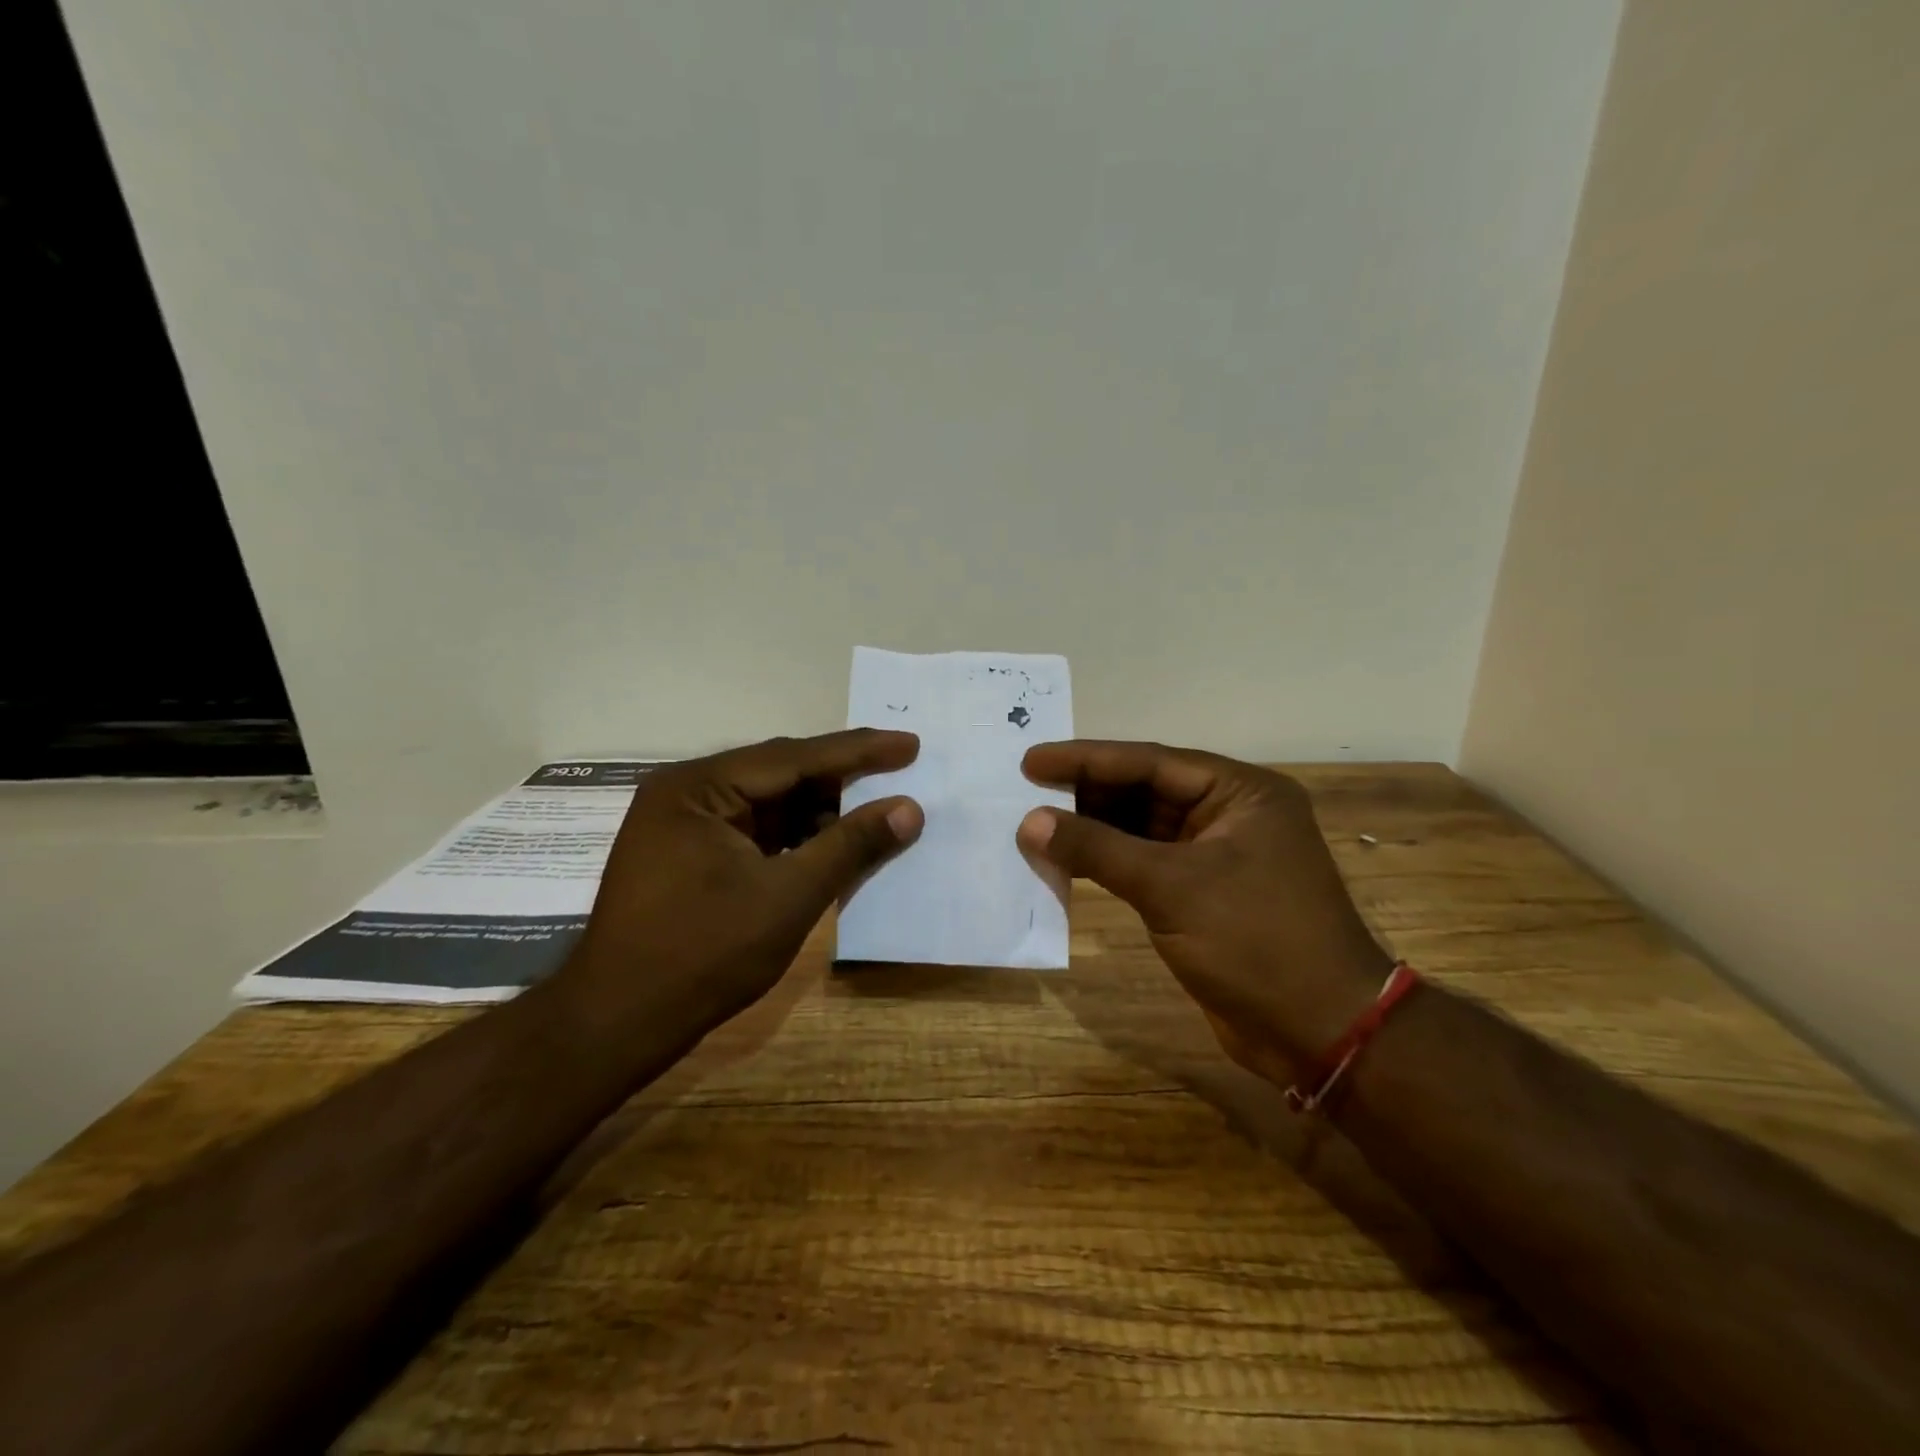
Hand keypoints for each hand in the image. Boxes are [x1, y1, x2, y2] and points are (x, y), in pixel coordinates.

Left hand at [558, 730, 922, 1039]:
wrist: (618, 1025)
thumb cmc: (703, 954)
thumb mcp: (788, 896)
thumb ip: (850, 845)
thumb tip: (909, 808)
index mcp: (699, 787)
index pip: (793, 757)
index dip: (858, 752)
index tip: (909, 744)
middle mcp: (687, 793)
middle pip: (780, 774)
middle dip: (840, 781)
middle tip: (899, 775)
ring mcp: (684, 825)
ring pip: (769, 804)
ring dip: (819, 813)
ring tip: (874, 815)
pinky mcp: (688, 856)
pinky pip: (755, 832)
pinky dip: (795, 838)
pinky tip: (830, 846)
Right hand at [1017, 741, 1392, 1085]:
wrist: (1321, 1034)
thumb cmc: (1255, 942)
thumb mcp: (1171, 888)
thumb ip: (1097, 849)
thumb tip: (1030, 821)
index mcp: (1240, 792)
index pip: (1150, 763)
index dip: (1086, 760)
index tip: (1031, 761)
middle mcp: (1231, 814)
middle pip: (1145, 791)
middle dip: (1087, 793)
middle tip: (1027, 791)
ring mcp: (1219, 856)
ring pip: (1142, 829)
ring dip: (1094, 830)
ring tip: (1037, 824)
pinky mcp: (1205, 894)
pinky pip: (1147, 865)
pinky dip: (1109, 864)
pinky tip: (1069, 862)